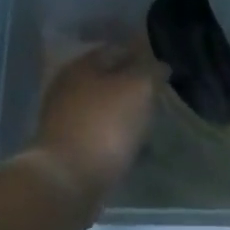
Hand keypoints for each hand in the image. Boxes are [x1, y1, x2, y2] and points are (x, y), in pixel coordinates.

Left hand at [25, 40, 161, 216]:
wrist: (66, 180)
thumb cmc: (104, 126)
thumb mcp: (138, 89)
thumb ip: (151, 71)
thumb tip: (159, 65)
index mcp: (82, 65)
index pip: (118, 49)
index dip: (143, 54)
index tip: (165, 67)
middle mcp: (68, 86)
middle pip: (107, 78)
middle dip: (133, 84)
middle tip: (160, 93)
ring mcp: (63, 118)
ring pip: (102, 106)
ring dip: (124, 111)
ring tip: (150, 120)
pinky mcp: (66, 147)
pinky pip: (98, 132)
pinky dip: (115, 134)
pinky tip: (132, 144)